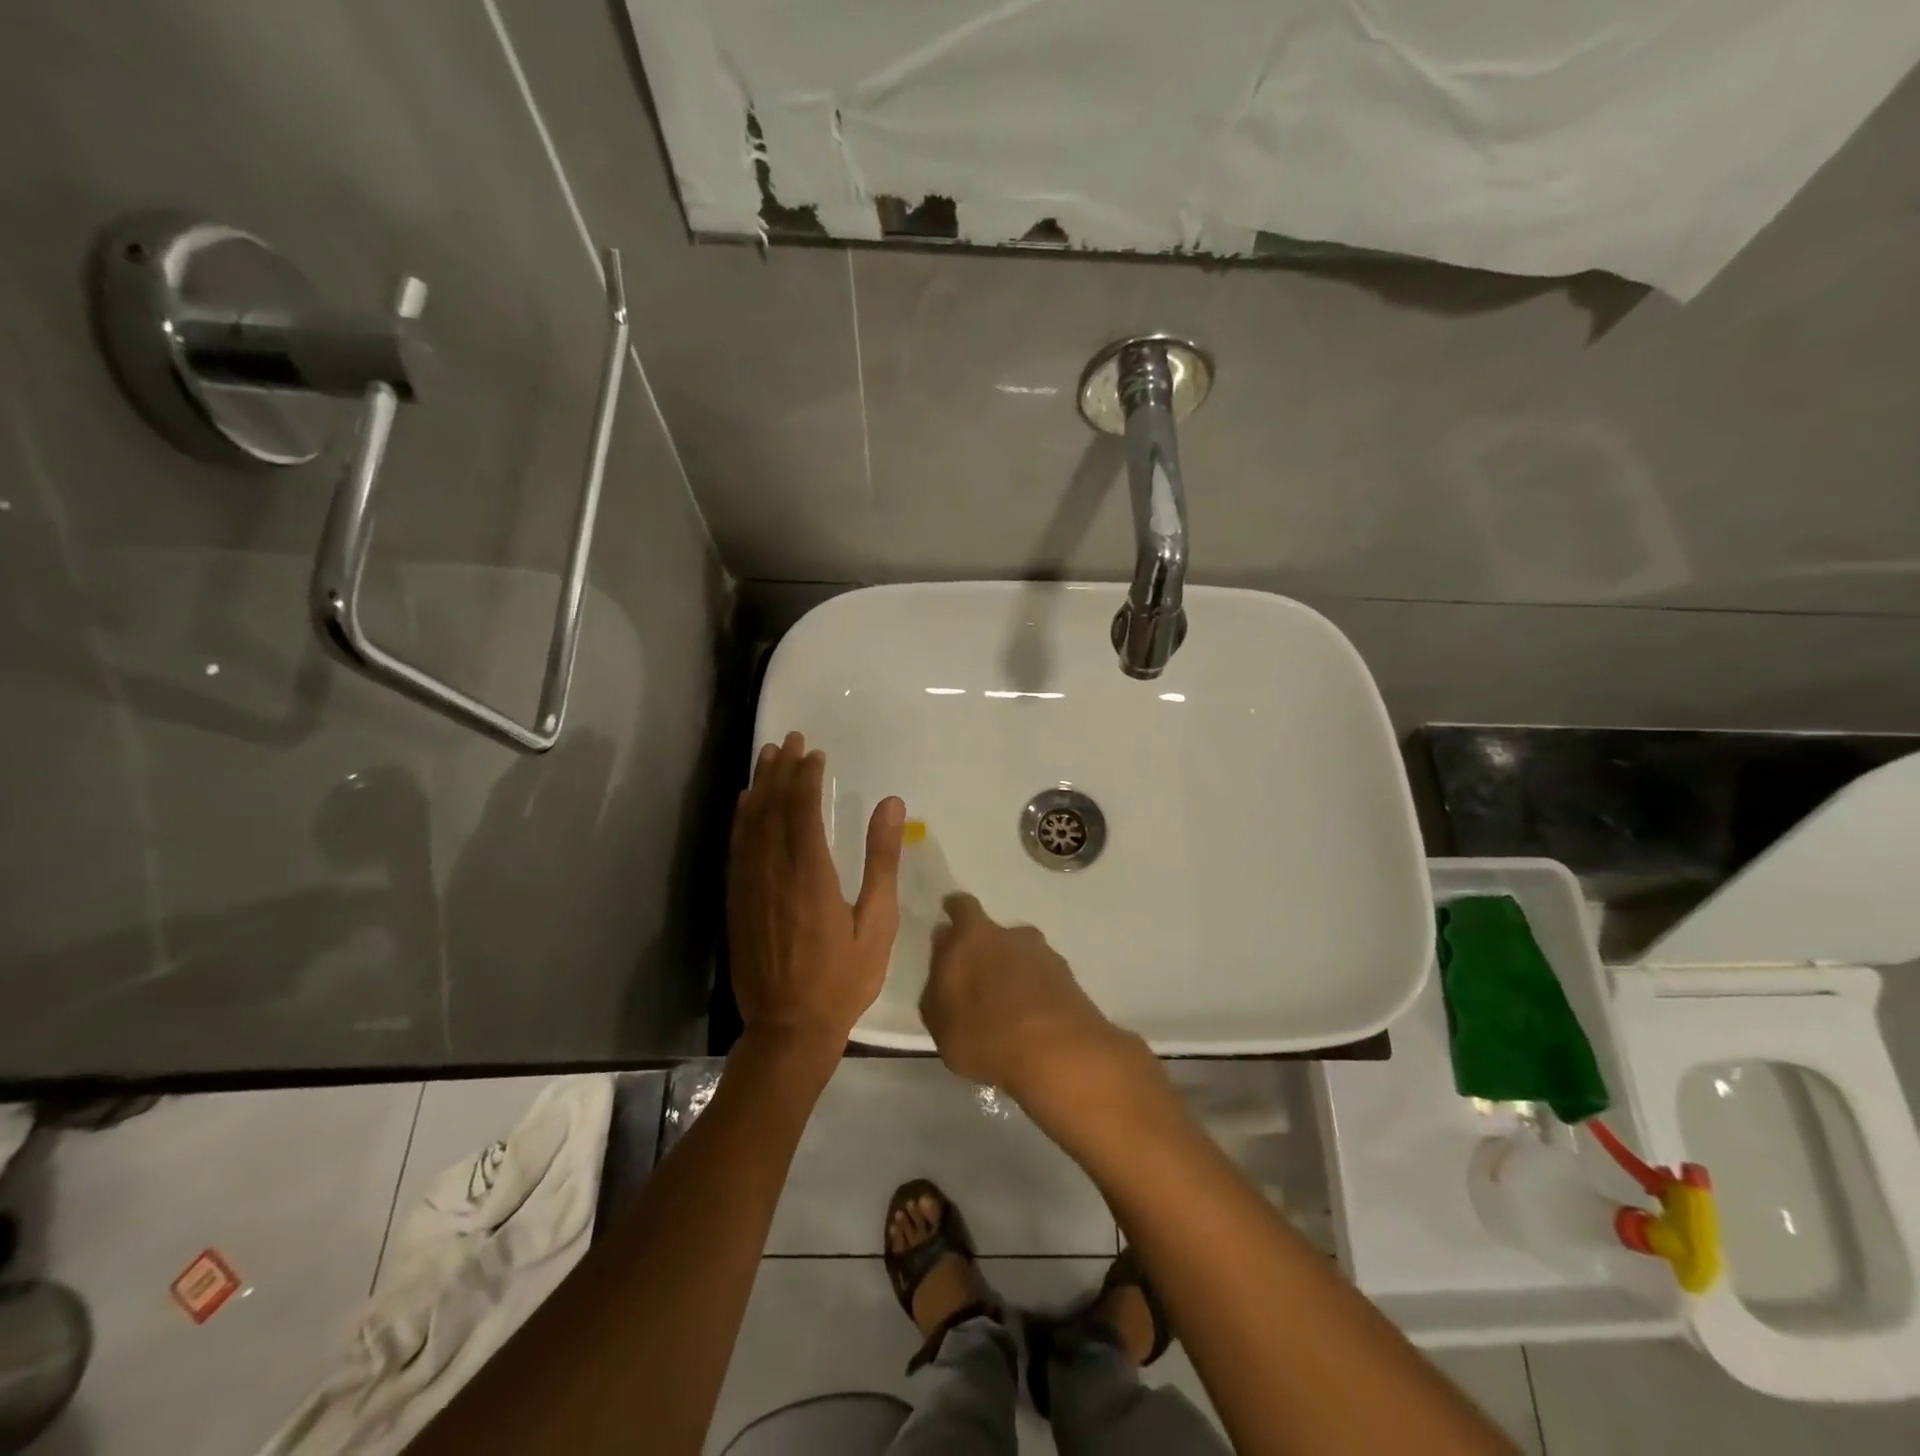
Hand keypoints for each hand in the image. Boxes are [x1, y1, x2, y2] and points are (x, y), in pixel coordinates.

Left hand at [728, 733, 904, 1056]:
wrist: (788, 1028)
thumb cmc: (843, 978)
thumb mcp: (876, 922)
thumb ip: (881, 860)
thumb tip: (891, 805)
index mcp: (810, 874)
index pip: (802, 809)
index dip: (806, 776)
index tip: (814, 753)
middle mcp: (773, 872)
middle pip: (772, 807)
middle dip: (780, 770)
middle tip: (788, 739)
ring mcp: (749, 887)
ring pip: (750, 823)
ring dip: (759, 786)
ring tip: (767, 757)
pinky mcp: (737, 902)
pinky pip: (736, 848)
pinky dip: (741, 819)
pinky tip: (745, 804)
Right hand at [921, 893, 1141, 1103]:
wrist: (1058, 1053)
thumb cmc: (984, 1033)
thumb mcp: (939, 1020)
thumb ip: (937, 983)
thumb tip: (944, 956)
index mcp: (974, 936)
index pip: (962, 906)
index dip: (955, 911)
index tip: (950, 918)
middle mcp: (1011, 935)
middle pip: (995, 933)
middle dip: (985, 950)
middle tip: (976, 980)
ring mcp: (1045, 955)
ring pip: (1022, 955)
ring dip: (1013, 972)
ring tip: (1006, 1005)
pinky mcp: (1070, 979)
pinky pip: (1043, 978)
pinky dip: (1035, 991)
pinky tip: (1030, 1019)